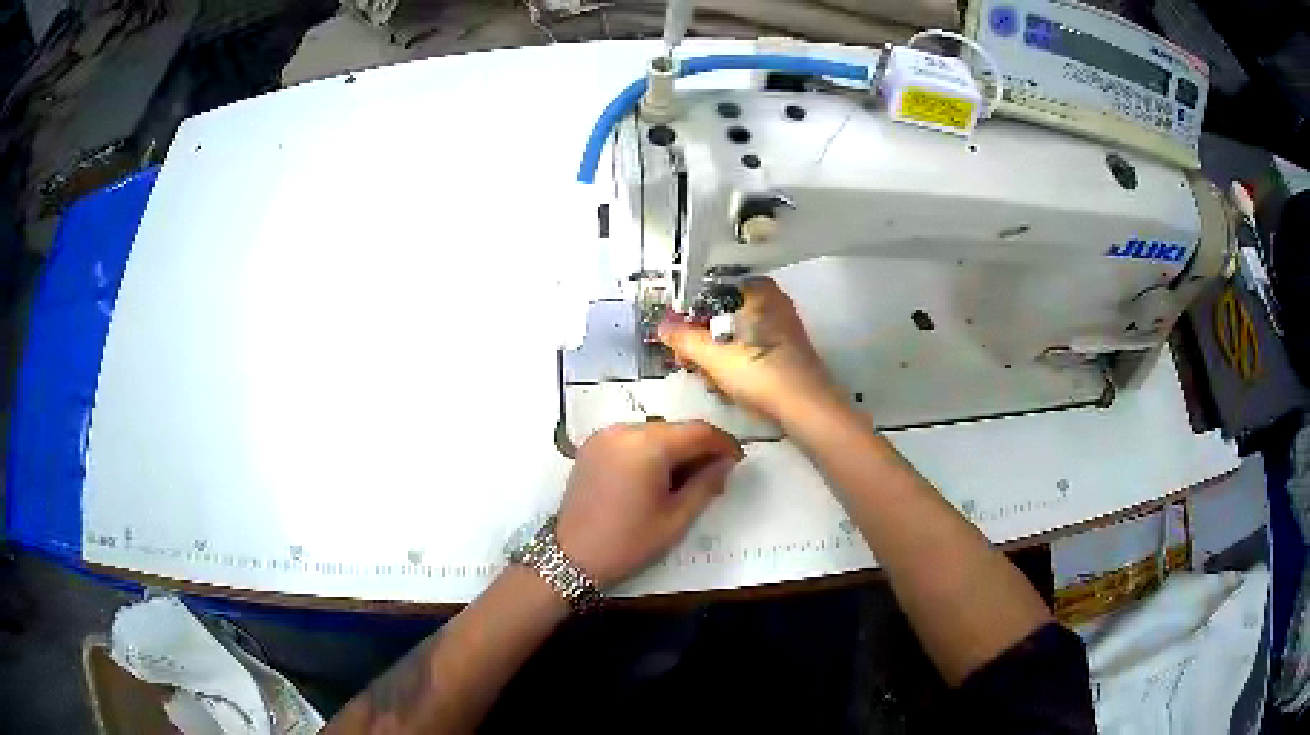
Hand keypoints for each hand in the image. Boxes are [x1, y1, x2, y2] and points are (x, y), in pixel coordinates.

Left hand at [555, 421, 743, 587]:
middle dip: (698, 448)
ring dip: (674, 449)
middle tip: (715, 476)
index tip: (738, 461)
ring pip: (654, 432)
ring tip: (686, 480)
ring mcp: (604, 435)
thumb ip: (706, 484)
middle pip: (675, 429)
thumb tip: (726, 463)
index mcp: (648, 445)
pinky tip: (656, 476)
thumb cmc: (629, 542)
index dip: (723, 443)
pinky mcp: (592, 445)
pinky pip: (632, 438)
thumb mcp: (676, 518)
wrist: (572, 557)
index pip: (698, 431)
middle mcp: (624, 430)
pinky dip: (650, 451)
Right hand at [658, 277, 839, 425]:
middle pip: (723, 314)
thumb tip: (663, 326)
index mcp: (758, 291)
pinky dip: (736, 363)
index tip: (677, 338)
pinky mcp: (786, 350)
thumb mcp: (713, 356)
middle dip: (703, 340)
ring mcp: (782, 327)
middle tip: (690, 363)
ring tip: (711, 380)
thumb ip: (683, 338)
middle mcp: (773, 302)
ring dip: (717, 356)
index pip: (711, 291)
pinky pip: (750, 348)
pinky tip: (729, 386)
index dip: (689, 314)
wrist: (806, 408)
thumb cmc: (761, 374)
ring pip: (735, 334)